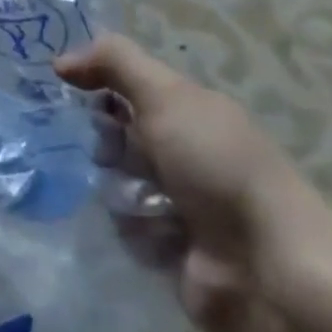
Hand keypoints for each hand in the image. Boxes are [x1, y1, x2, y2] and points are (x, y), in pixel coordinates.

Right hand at [57, 35, 331, 331]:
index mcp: (190, 113)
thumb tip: (59, 60)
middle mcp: (185, 154)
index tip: (77, 93)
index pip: (125, 89)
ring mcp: (179, 205)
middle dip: (110, 148)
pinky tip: (161, 243)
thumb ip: (113, 63)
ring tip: (149, 209)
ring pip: (115, 186)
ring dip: (124, 195)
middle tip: (118, 157)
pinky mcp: (171, 252)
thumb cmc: (219, 167)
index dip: (100, 89)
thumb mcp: (167, 97)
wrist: (271, 271)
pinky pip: (128, 233)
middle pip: (115, 138)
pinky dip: (139, 236)